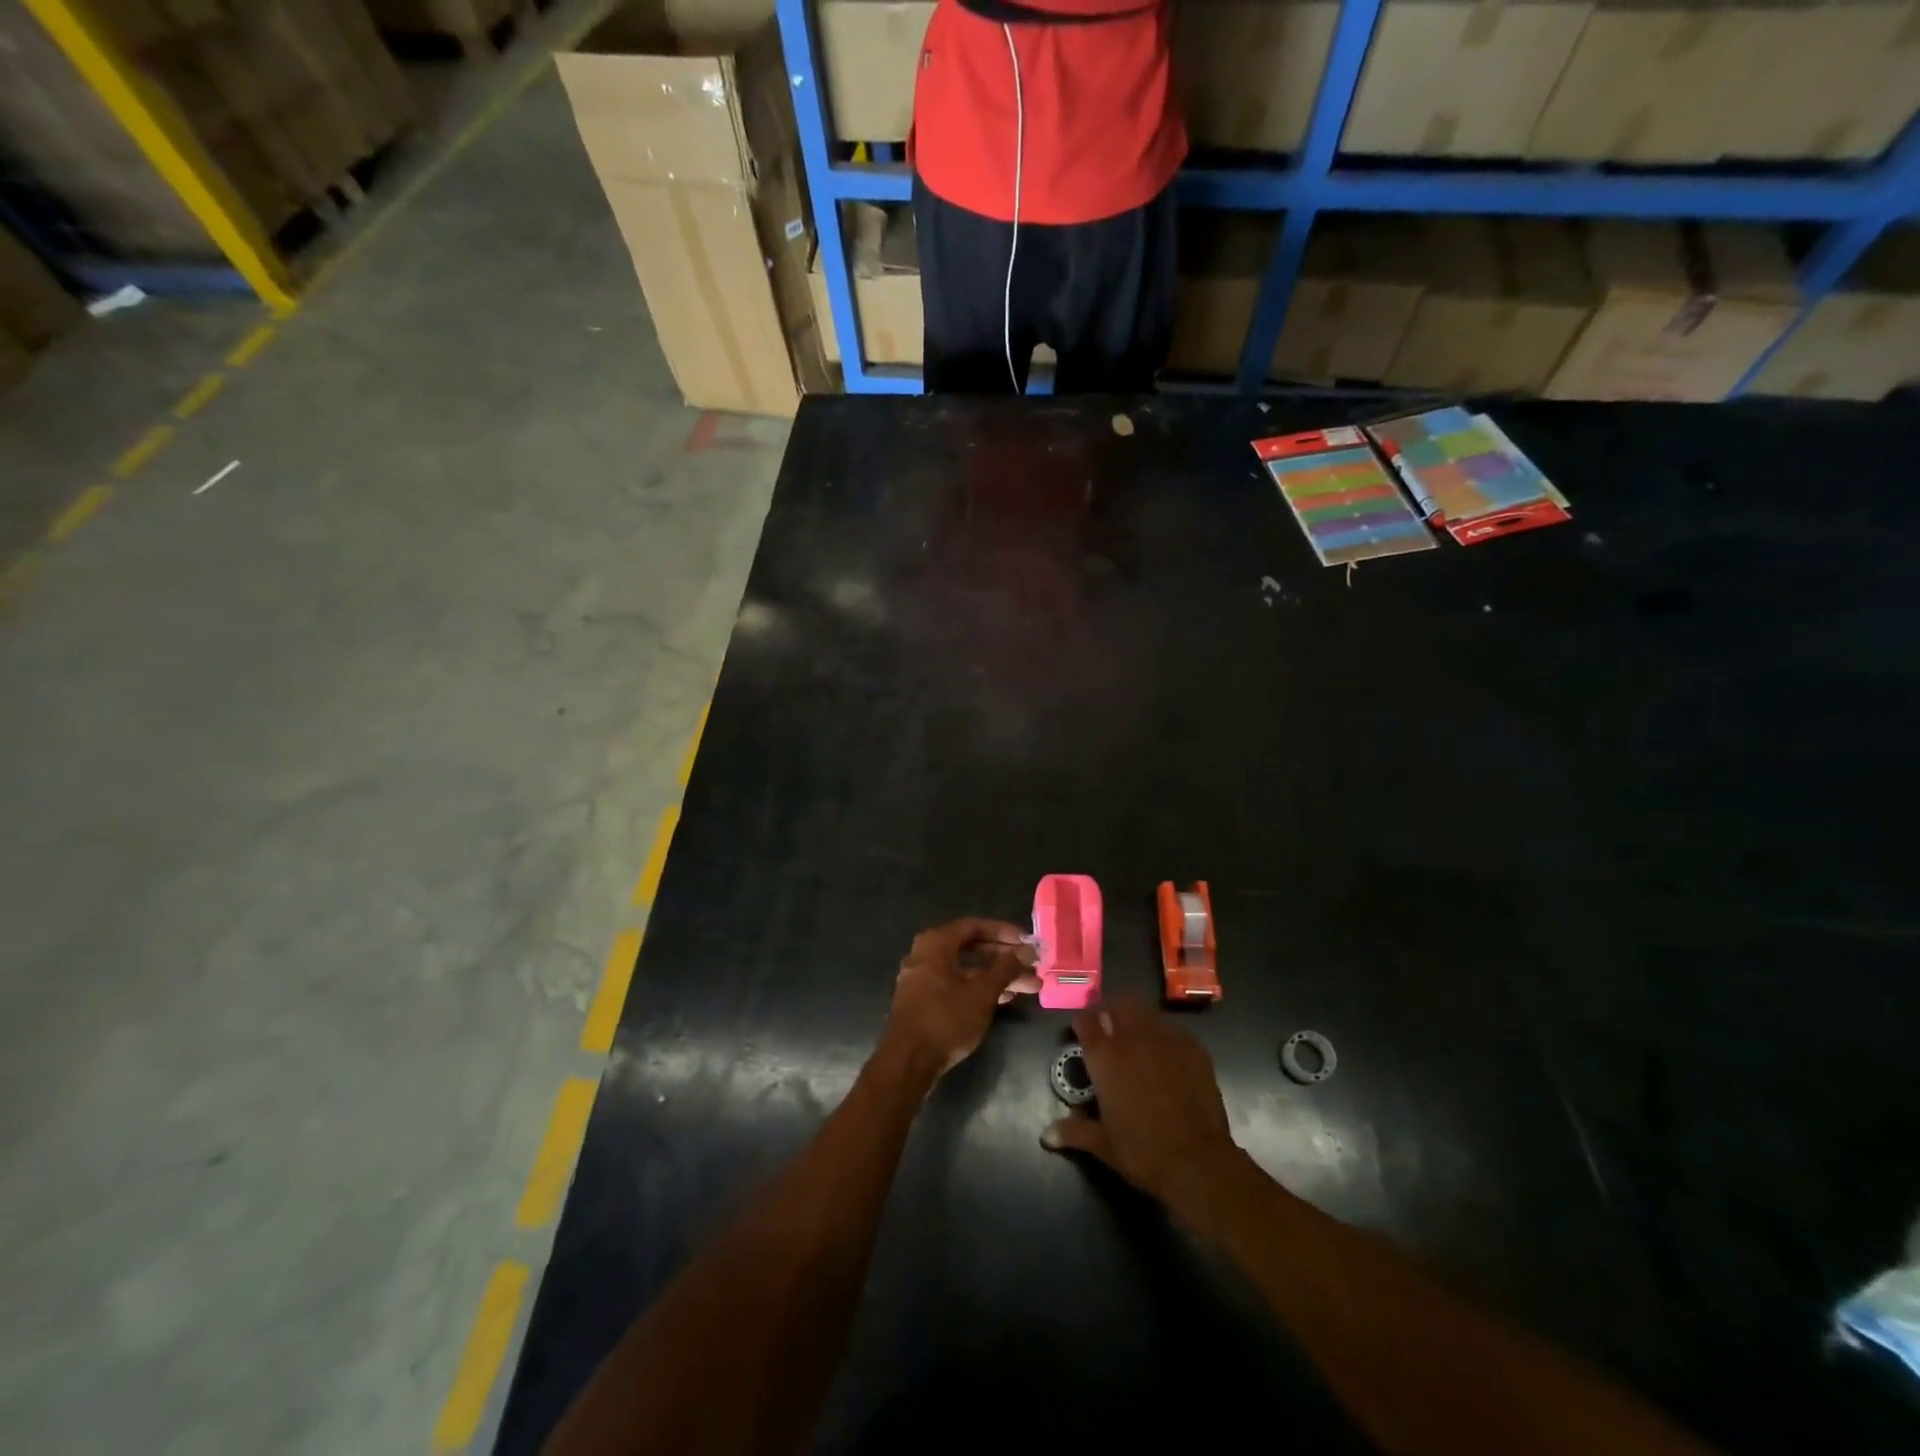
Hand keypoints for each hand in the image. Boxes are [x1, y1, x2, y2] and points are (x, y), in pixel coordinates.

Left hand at [882, 918, 1039, 1077]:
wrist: (908, 1062)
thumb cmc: (946, 1018)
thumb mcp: (982, 992)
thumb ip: (1006, 968)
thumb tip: (1028, 950)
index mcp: (936, 943)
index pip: (975, 926)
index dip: (1004, 932)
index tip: (1027, 943)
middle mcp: (925, 954)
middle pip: (972, 948)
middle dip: (1005, 958)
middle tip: (1032, 967)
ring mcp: (922, 978)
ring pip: (966, 969)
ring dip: (996, 976)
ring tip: (1029, 987)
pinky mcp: (924, 1000)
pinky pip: (956, 984)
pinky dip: (979, 988)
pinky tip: (1004, 999)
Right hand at [1041, 995, 1240, 1204]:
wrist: (1197, 1162)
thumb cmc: (1142, 1152)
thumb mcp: (1103, 1144)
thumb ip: (1074, 1131)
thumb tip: (1046, 1135)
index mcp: (1105, 1057)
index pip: (1086, 1022)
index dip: (1083, 1023)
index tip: (1083, 1031)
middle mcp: (1132, 1039)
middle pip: (1119, 1004)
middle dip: (1113, 1011)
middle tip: (1112, 1029)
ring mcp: (1166, 1039)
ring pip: (1148, 1012)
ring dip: (1140, 1020)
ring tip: (1141, 1040)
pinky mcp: (1194, 1048)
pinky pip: (1175, 1031)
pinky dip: (1167, 1038)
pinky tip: (1170, 1058)